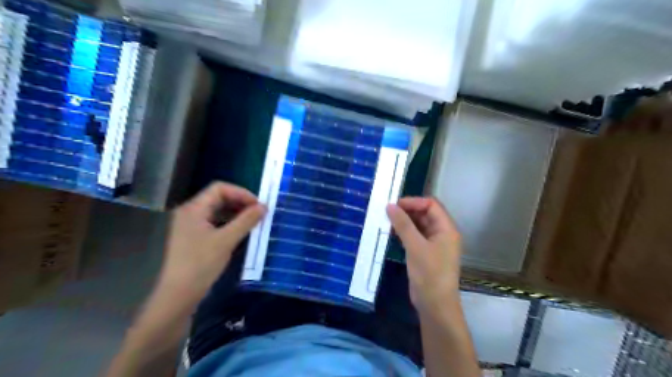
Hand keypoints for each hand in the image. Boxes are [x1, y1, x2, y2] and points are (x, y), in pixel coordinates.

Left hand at [159, 180, 264, 307]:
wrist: (178, 295)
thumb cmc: (200, 264)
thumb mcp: (226, 241)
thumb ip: (246, 221)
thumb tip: (264, 206)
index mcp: (193, 208)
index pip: (219, 188)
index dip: (241, 193)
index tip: (258, 205)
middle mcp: (190, 213)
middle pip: (218, 198)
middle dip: (240, 202)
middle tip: (258, 213)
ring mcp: (190, 226)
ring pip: (217, 211)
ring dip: (236, 213)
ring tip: (253, 222)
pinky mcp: (193, 238)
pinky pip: (214, 223)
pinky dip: (229, 223)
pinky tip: (241, 232)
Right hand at [385, 197, 464, 314]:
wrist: (435, 305)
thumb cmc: (429, 274)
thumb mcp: (415, 246)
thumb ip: (403, 225)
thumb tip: (390, 206)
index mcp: (447, 228)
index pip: (431, 205)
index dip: (413, 202)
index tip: (394, 205)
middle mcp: (442, 233)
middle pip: (425, 213)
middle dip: (407, 211)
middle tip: (387, 212)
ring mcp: (434, 244)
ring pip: (418, 225)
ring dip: (404, 222)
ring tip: (386, 221)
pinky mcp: (425, 253)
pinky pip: (415, 236)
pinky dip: (404, 233)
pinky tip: (391, 233)